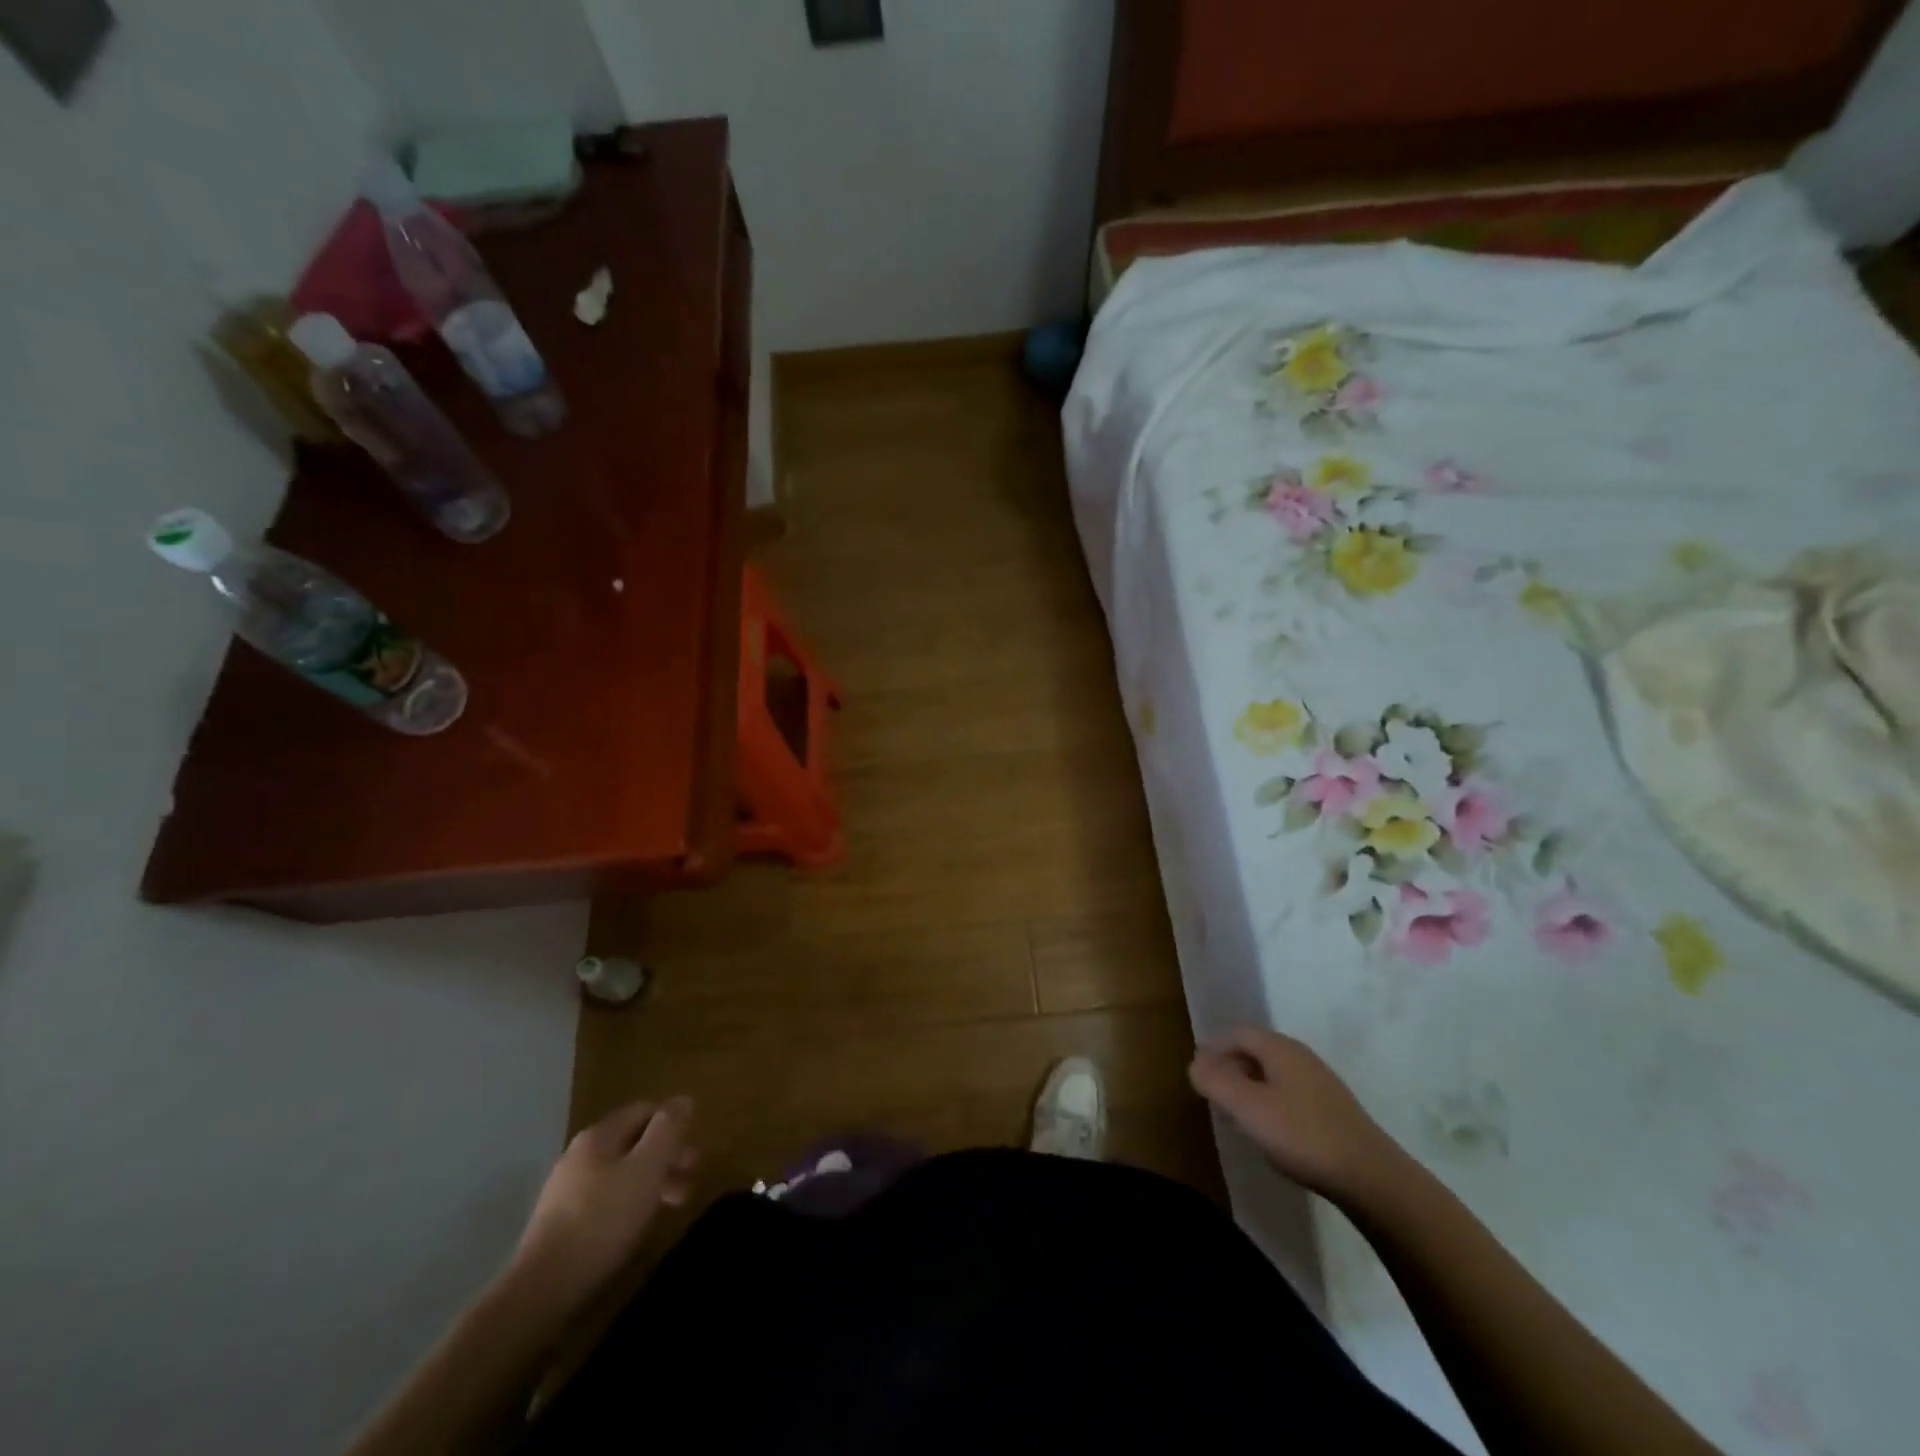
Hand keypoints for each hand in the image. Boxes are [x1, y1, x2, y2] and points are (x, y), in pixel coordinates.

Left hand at [511, 1096, 697, 1307]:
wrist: (542, 1287)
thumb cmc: (603, 1219)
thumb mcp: (646, 1169)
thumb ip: (667, 1130)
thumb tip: (683, 1099)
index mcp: (600, 1135)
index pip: (644, 1111)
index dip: (673, 1123)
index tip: (694, 1148)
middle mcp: (580, 1153)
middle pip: (633, 1141)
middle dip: (666, 1155)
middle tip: (691, 1176)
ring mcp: (567, 1188)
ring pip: (621, 1171)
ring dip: (652, 1180)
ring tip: (675, 1204)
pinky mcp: (560, 1221)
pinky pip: (606, 1196)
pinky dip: (630, 1201)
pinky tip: (639, 1223)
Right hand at [1189, 1028, 1404, 1203]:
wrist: (1371, 1177)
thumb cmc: (1302, 1136)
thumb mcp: (1249, 1108)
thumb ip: (1217, 1082)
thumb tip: (1194, 1064)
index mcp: (1280, 1049)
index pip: (1238, 1034)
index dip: (1213, 1049)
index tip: (1197, 1073)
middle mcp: (1301, 1057)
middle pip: (1256, 1051)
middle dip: (1230, 1067)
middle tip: (1212, 1092)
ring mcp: (1320, 1083)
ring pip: (1273, 1073)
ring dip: (1249, 1086)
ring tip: (1236, 1114)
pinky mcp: (1333, 1110)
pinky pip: (1289, 1093)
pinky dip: (1270, 1102)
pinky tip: (1270, 1130)